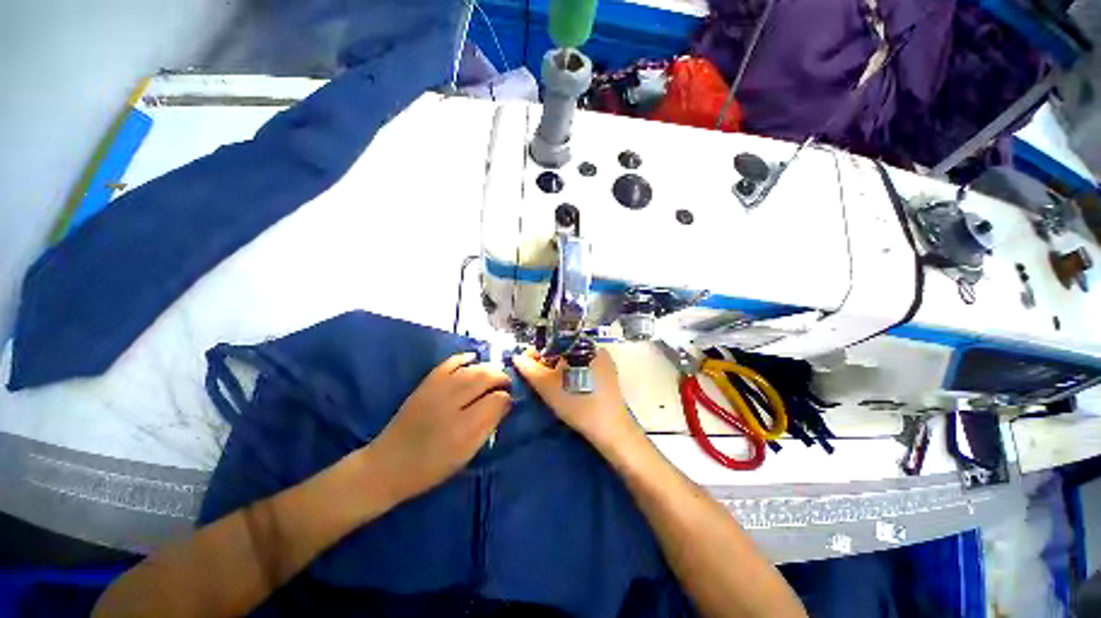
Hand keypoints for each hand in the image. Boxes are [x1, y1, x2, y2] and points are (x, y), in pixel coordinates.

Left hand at [366, 353, 510, 501]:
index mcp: (465, 426)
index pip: (497, 399)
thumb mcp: (466, 454)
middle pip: (486, 377)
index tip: (510, 402)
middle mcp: (453, 401)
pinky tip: (473, 358)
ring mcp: (438, 389)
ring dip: (488, 367)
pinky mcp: (426, 383)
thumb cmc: (432, 466)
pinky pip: (450, 362)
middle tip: (507, 384)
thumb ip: (488, 426)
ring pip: (472, 369)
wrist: (388, 465)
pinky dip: (464, 358)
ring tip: (496, 372)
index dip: (507, 398)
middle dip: (501, 377)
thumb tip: (505, 403)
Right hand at [513, 348, 639, 451]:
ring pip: (573, 362)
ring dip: (558, 371)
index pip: (558, 341)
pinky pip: (582, 371)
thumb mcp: (550, 388)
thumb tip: (517, 357)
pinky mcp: (607, 380)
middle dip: (548, 362)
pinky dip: (570, 377)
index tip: (527, 364)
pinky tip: (562, 389)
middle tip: (534, 377)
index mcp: (588, 347)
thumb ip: (531, 371)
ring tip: (545, 385)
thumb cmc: (581, 406)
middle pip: (565, 351)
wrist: (612, 433)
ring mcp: (605, 366)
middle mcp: (598, 351)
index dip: (540, 352)